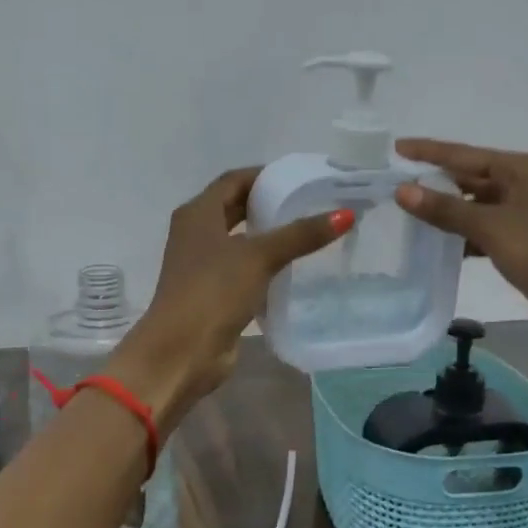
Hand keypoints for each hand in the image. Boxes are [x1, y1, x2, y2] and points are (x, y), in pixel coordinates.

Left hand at [113, 168, 352, 428]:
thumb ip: (301, 235)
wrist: (182, 351)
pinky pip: (242, 268)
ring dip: (267, 235)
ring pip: (239, 239)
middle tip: (309, 203)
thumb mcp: (259, 257)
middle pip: (235, 207)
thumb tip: (345, 214)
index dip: (265, 175)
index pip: (234, 180)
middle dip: (269, 204)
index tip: (300, 178)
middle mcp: (196, 233)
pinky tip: (291, 268)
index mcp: (198, 214)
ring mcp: (202, 264)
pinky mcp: (212, 292)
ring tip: (306, 232)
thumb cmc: (213, 292)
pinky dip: (263, 263)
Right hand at [393, 139, 527, 342]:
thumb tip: (403, 190)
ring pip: (476, 207)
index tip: (395, 149)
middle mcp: (525, 185)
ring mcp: (526, 215)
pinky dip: (463, 235)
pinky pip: (485, 231)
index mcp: (522, 169)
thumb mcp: (492, 227)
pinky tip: (439, 244)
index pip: (464, 155)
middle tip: (394, 185)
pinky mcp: (526, 244)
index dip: (428, 152)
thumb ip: (445, 209)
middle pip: (470, 178)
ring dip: (447, 211)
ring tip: (407, 214)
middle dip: (435, 183)